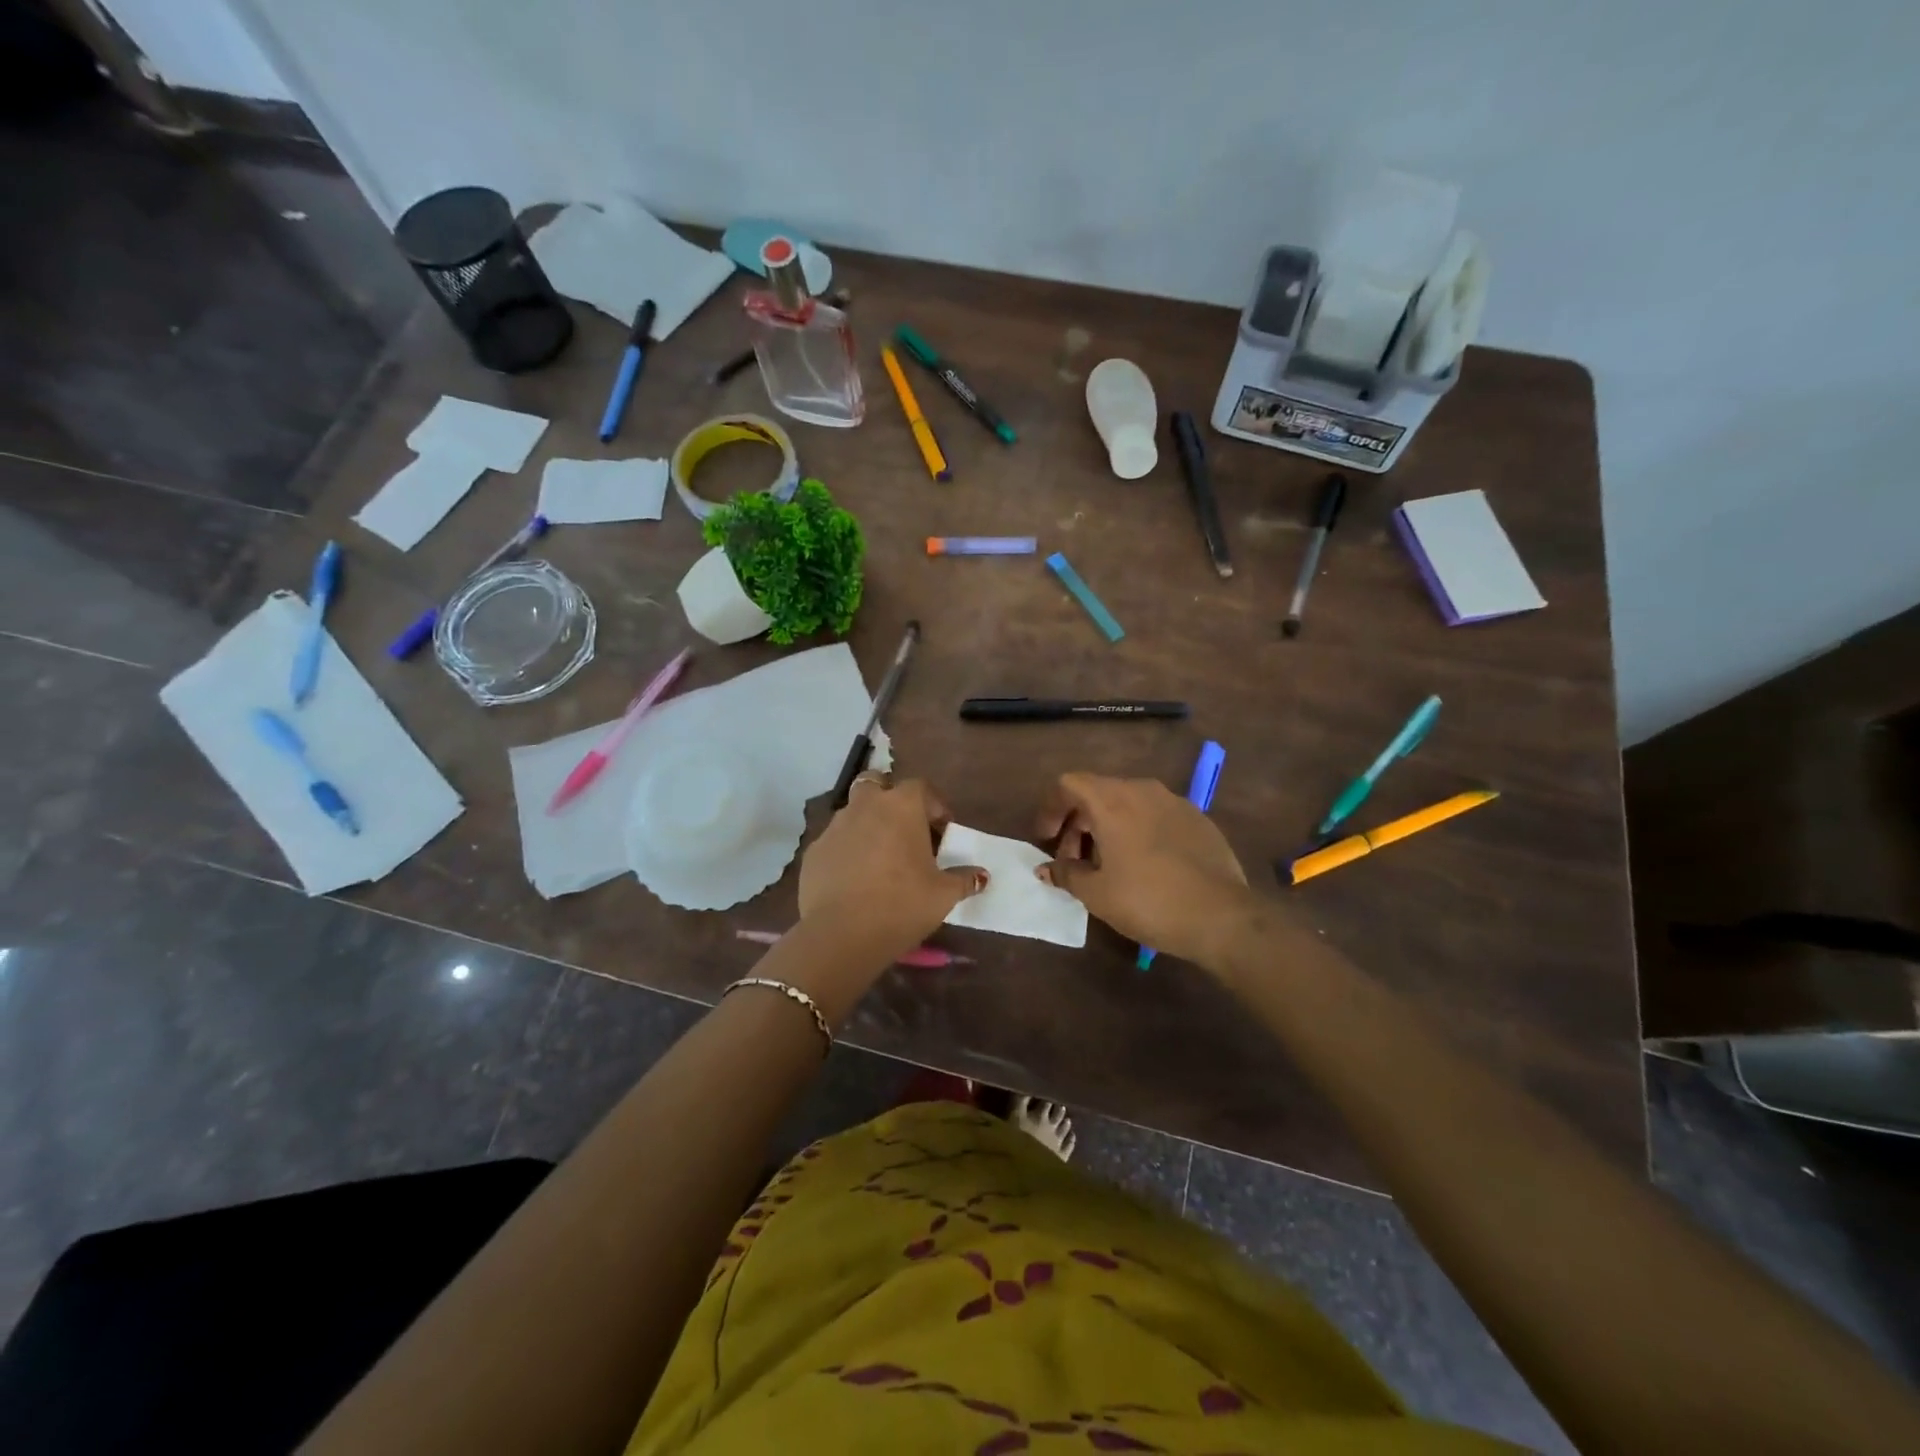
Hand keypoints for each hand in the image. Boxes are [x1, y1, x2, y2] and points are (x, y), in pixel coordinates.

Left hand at [798, 774, 986, 970]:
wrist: (840, 934)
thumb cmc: (901, 905)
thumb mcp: (943, 895)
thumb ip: (964, 880)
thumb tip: (981, 876)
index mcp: (901, 807)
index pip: (921, 787)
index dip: (934, 805)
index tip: (943, 830)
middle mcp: (866, 806)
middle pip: (877, 784)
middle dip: (890, 799)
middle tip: (905, 830)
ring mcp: (834, 826)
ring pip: (853, 811)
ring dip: (868, 824)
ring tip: (880, 857)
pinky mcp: (813, 851)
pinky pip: (835, 841)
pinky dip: (847, 850)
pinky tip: (855, 878)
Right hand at [1036, 772, 1249, 966]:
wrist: (1221, 916)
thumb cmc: (1148, 901)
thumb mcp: (1097, 893)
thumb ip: (1066, 873)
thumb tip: (1046, 868)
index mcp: (1112, 801)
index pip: (1069, 783)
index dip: (1051, 808)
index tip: (1047, 839)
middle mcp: (1142, 790)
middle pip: (1098, 792)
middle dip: (1078, 823)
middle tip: (1073, 860)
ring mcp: (1174, 802)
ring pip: (1128, 803)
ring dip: (1108, 826)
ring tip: (1107, 864)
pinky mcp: (1198, 818)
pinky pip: (1155, 815)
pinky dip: (1138, 830)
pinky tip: (1144, 865)